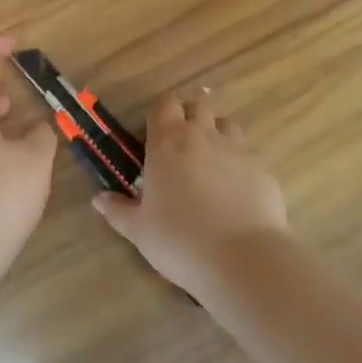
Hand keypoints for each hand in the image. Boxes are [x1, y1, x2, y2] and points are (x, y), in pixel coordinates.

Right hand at [92, 88, 288, 297]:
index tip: (154, 133)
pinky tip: (236, 193)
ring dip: (218, 134)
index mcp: (168, 142)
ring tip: (211, 163)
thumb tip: (98, 200)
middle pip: (198, 105)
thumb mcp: (139, 230)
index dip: (160, 113)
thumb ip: (118, 210)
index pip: (164, 104)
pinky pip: (249, 156)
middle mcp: (203, 136)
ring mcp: (237, 150)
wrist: (241, 258)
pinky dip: (240, 166)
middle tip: (182, 145)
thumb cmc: (179, 240)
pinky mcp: (263, 169)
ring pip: (227, 125)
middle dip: (190, 116)